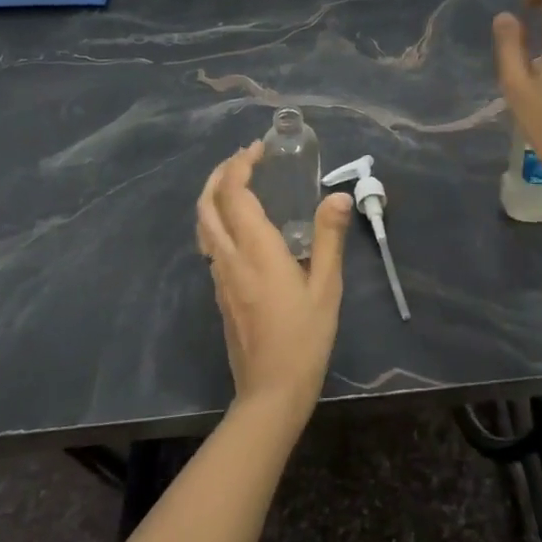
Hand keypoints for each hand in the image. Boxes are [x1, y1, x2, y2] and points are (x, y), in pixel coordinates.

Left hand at [196, 142, 353, 426]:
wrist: (271, 392)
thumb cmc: (305, 338)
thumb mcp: (327, 287)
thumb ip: (330, 238)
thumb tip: (339, 195)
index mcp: (256, 251)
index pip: (234, 195)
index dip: (241, 165)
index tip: (259, 149)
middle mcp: (230, 258)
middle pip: (206, 205)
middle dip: (220, 174)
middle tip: (244, 158)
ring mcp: (220, 277)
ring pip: (203, 225)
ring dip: (214, 195)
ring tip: (240, 182)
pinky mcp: (220, 293)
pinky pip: (210, 243)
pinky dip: (218, 218)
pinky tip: (242, 224)